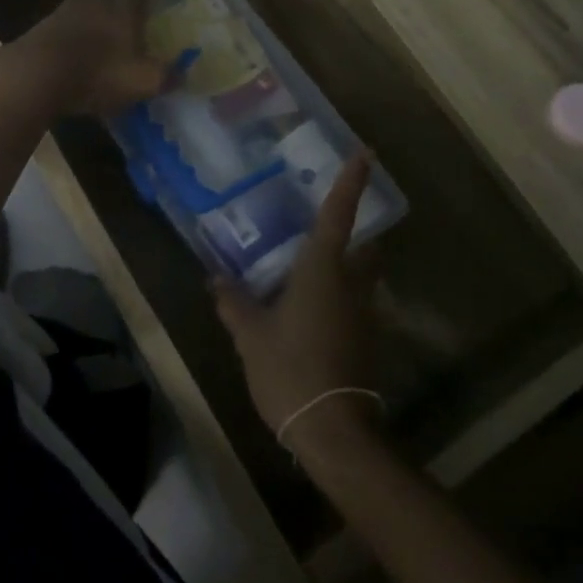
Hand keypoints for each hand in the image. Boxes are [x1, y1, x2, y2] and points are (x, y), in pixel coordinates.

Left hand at [5, 0, 169, 117]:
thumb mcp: (142, 81)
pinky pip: (66, 18)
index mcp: (124, 6)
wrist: (35, 76)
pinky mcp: (43, 28)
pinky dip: (75, 24)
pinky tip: (77, 39)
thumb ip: (165, 76)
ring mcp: (66, 11)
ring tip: (103, 16)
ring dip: (95, 2)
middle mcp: (96, 0)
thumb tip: (181, 74)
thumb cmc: (98, 73)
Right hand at [213, 153, 382, 462]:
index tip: (366, 152)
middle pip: (365, 247)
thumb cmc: (290, 368)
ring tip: (311, 268)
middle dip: (357, 231)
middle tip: (329, 223)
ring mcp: (364, 313)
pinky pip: (356, 304)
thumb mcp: (250, 334)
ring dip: (348, 266)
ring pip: (363, 277)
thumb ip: (233, 303)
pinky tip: (313, 310)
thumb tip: (215, 279)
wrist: (333, 430)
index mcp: (324, 269)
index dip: (352, 181)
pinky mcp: (367, 340)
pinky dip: (341, 296)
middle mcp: (352, 283)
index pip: (340, 214)